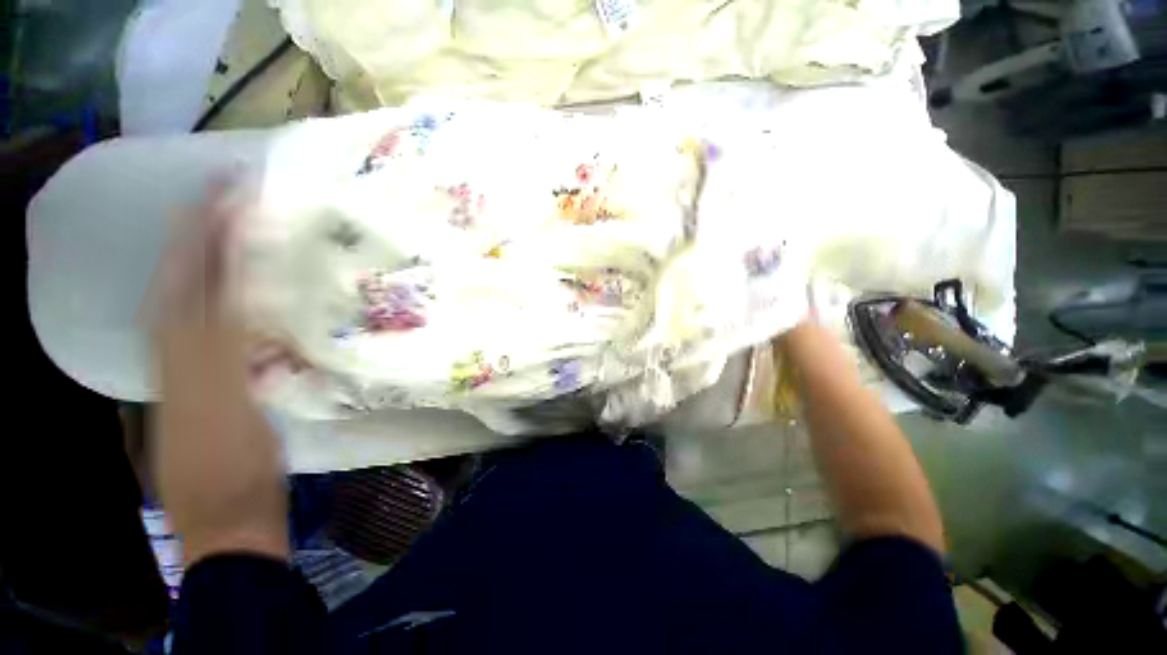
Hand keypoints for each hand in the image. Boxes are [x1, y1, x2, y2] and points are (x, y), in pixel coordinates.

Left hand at [149, 185, 288, 564]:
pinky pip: (198, 318)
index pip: (198, 280)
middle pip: (184, 278)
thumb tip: (244, 297)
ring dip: (202, 249)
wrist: (224, 519)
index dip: (212, 234)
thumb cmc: (241, 475)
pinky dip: (210, 286)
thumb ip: (233, 353)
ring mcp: (186, 364)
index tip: (235, 191)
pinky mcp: (201, 377)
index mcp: (187, 358)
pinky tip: (226, 273)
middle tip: (229, 186)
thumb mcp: (237, 415)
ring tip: (223, 214)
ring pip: (186, 294)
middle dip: (202, 228)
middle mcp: (177, 350)